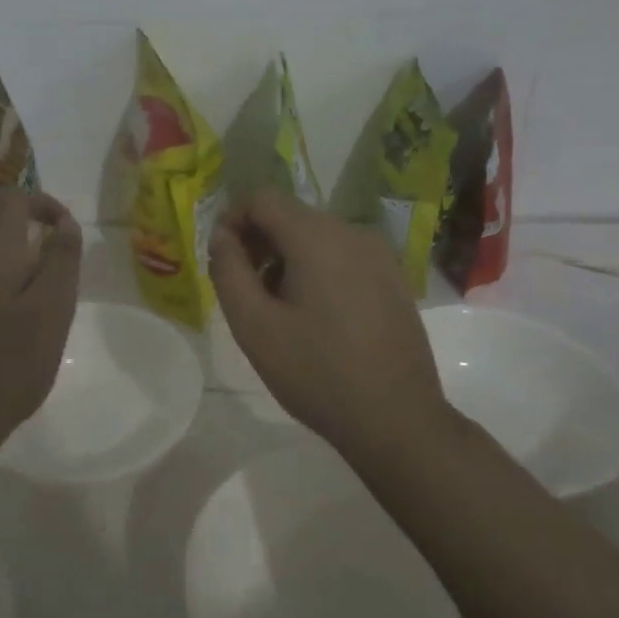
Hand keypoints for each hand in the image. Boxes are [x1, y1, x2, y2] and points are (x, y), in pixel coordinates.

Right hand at [209, 191, 449, 454]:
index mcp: (317, 236)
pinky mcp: (395, 280)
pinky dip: (317, 272)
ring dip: (286, 260)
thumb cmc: (316, 372)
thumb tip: (222, 236)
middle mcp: (353, 233)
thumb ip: (228, 271)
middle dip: (259, 243)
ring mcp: (380, 256)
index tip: (221, 259)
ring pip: (317, 238)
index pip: (262, 198)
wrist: (397, 419)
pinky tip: (315, 318)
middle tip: (243, 290)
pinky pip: (343, 258)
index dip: (232, 220)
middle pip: (291, 216)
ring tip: (277, 310)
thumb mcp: (253, 325)